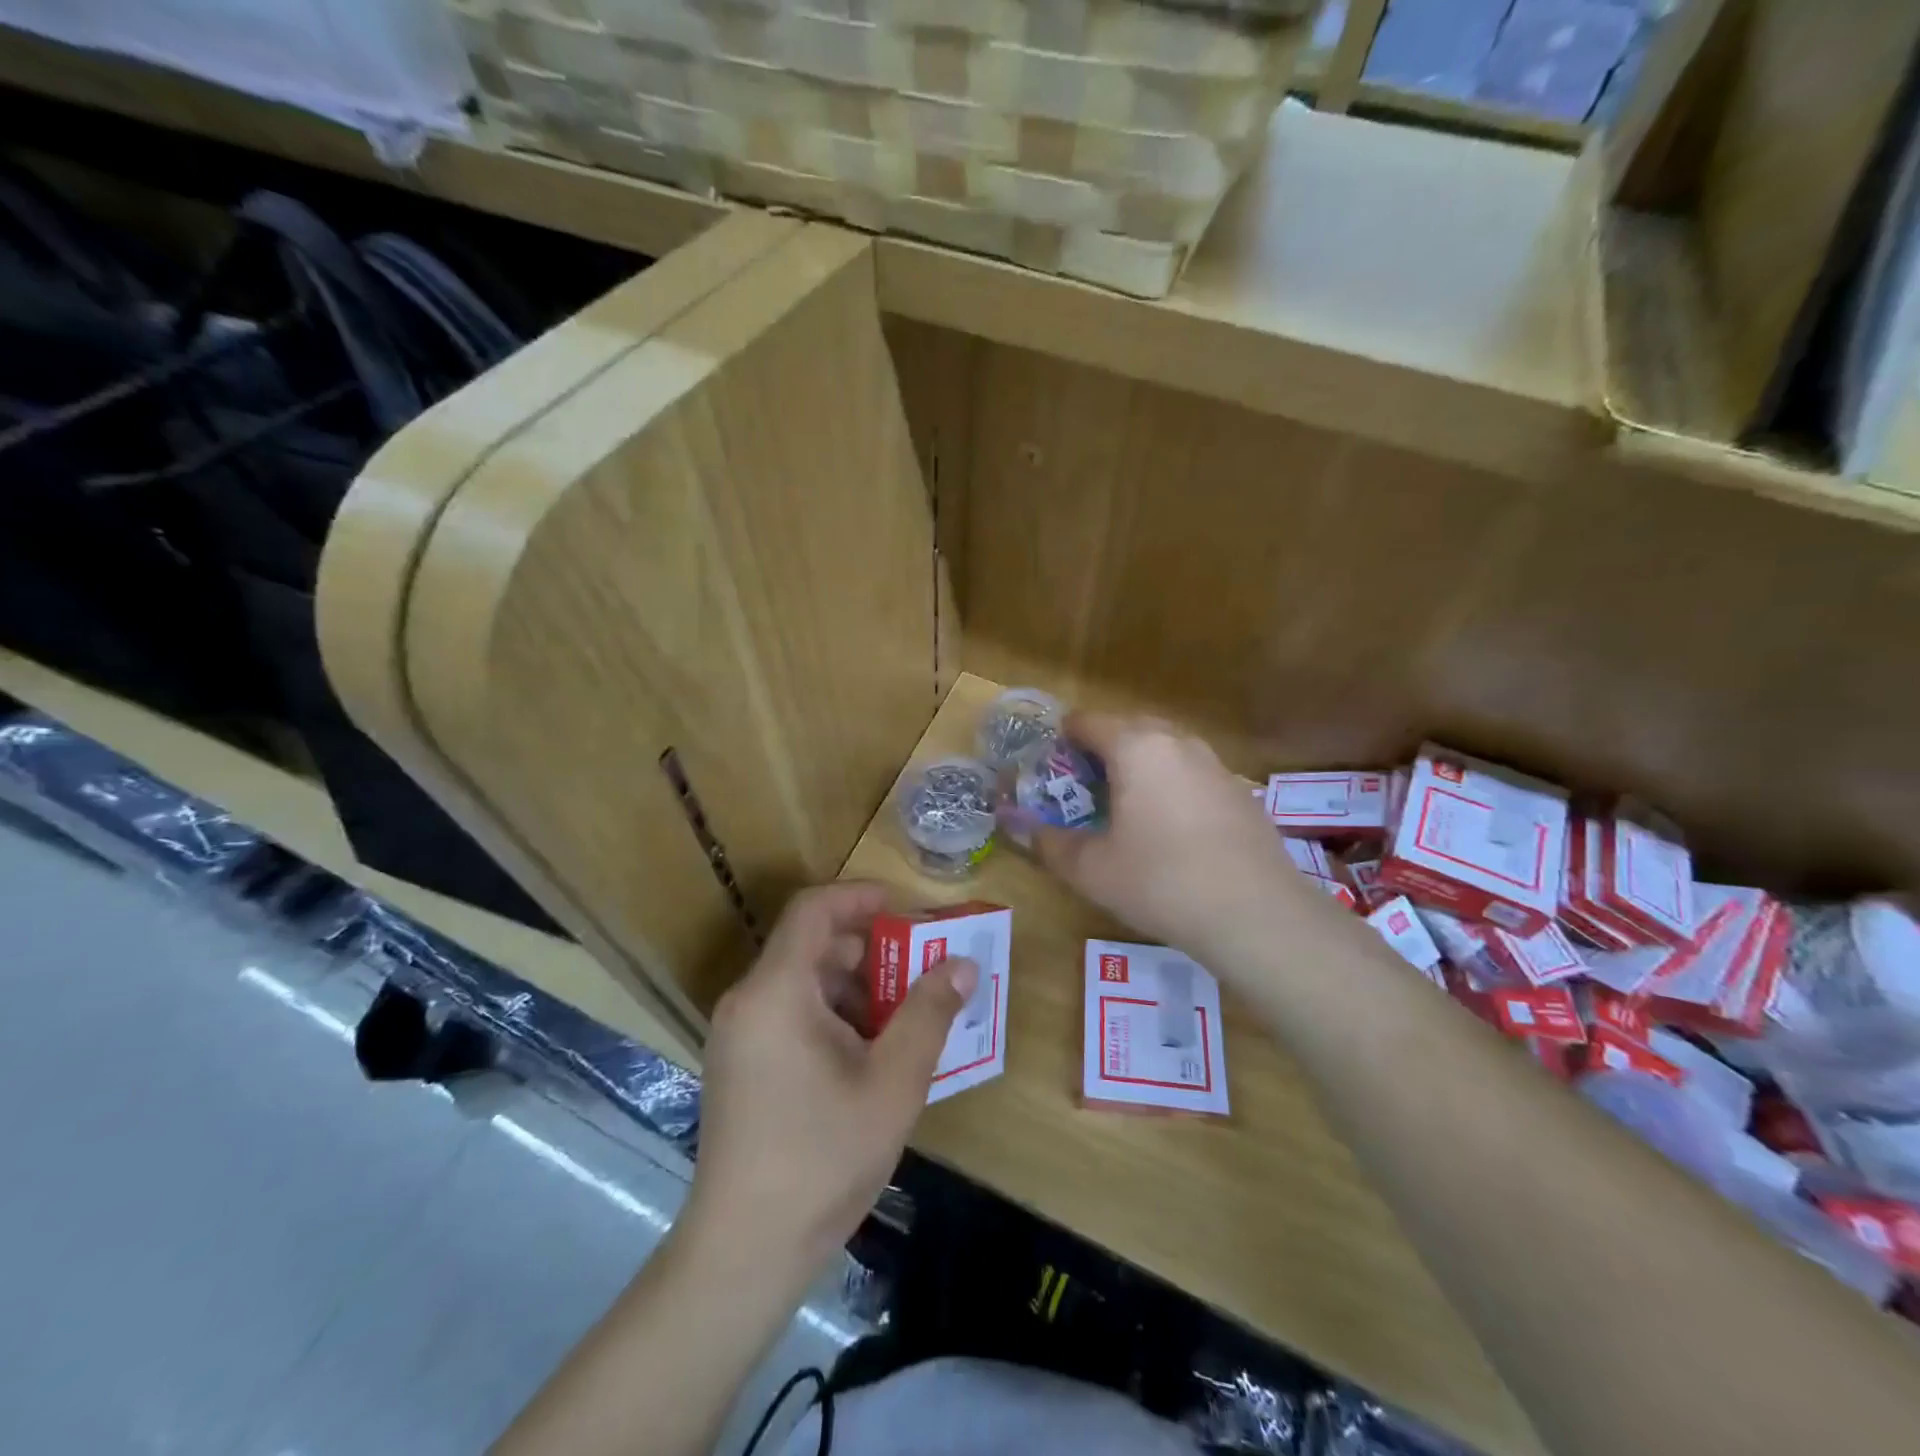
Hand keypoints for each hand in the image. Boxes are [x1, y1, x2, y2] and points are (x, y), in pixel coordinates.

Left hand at [680, 881, 974, 1287]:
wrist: (744, 1252)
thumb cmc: (822, 1158)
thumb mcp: (893, 1082)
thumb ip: (930, 1013)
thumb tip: (963, 963)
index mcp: (776, 990)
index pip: (814, 909)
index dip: (861, 897)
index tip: (909, 911)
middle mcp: (749, 1000)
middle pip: (813, 946)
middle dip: (873, 950)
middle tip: (924, 969)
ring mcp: (740, 1035)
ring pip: (806, 983)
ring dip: (858, 987)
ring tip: (908, 1016)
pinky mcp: (742, 1064)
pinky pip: (792, 1014)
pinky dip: (835, 1016)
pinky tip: (873, 1054)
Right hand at [1035, 713, 1320, 965]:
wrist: (1256, 914)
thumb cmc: (1161, 882)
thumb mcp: (1092, 870)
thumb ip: (1052, 845)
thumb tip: (1027, 831)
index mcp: (1136, 748)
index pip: (1088, 722)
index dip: (1063, 737)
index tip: (1050, 761)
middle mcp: (1177, 743)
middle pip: (1130, 727)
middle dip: (1102, 747)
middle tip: (1083, 783)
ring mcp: (1215, 765)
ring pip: (1166, 748)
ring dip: (1140, 764)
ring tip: (1125, 802)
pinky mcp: (1240, 792)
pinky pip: (1193, 774)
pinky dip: (1172, 785)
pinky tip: (1171, 827)